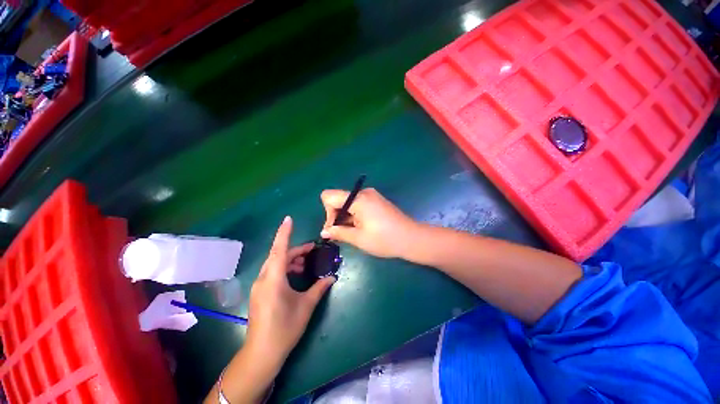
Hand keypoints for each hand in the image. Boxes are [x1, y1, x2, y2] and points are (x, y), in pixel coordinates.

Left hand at [246, 216, 335, 365]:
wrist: (261, 354)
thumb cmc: (284, 328)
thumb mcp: (305, 306)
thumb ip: (319, 288)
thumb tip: (332, 277)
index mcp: (273, 279)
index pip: (279, 250)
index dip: (284, 233)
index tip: (289, 219)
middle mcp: (263, 279)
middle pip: (279, 256)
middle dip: (295, 250)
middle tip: (312, 250)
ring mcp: (259, 286)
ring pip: (275, 264)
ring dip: (291, 260)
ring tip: (306, 264)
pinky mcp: (260, 292)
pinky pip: (272, 272)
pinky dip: (285, 269)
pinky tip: (296, 275)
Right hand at [320, 188, 418, 258]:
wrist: (411, 238)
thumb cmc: (384, 239)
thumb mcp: (358, 238)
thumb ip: (338, 232)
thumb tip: (324, 232)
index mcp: (358, 199)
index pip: (329, 196)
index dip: (328, 213)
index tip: (336, 228)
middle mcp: (364, 193)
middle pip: (339, 199)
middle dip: (337, 216)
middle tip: (343, 234)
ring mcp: (372, 196)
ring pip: (348, 203)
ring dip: (346, 217)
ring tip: (355, 233)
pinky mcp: (377, 200)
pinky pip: (358, 204)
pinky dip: (355, 215)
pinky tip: (362, 227)